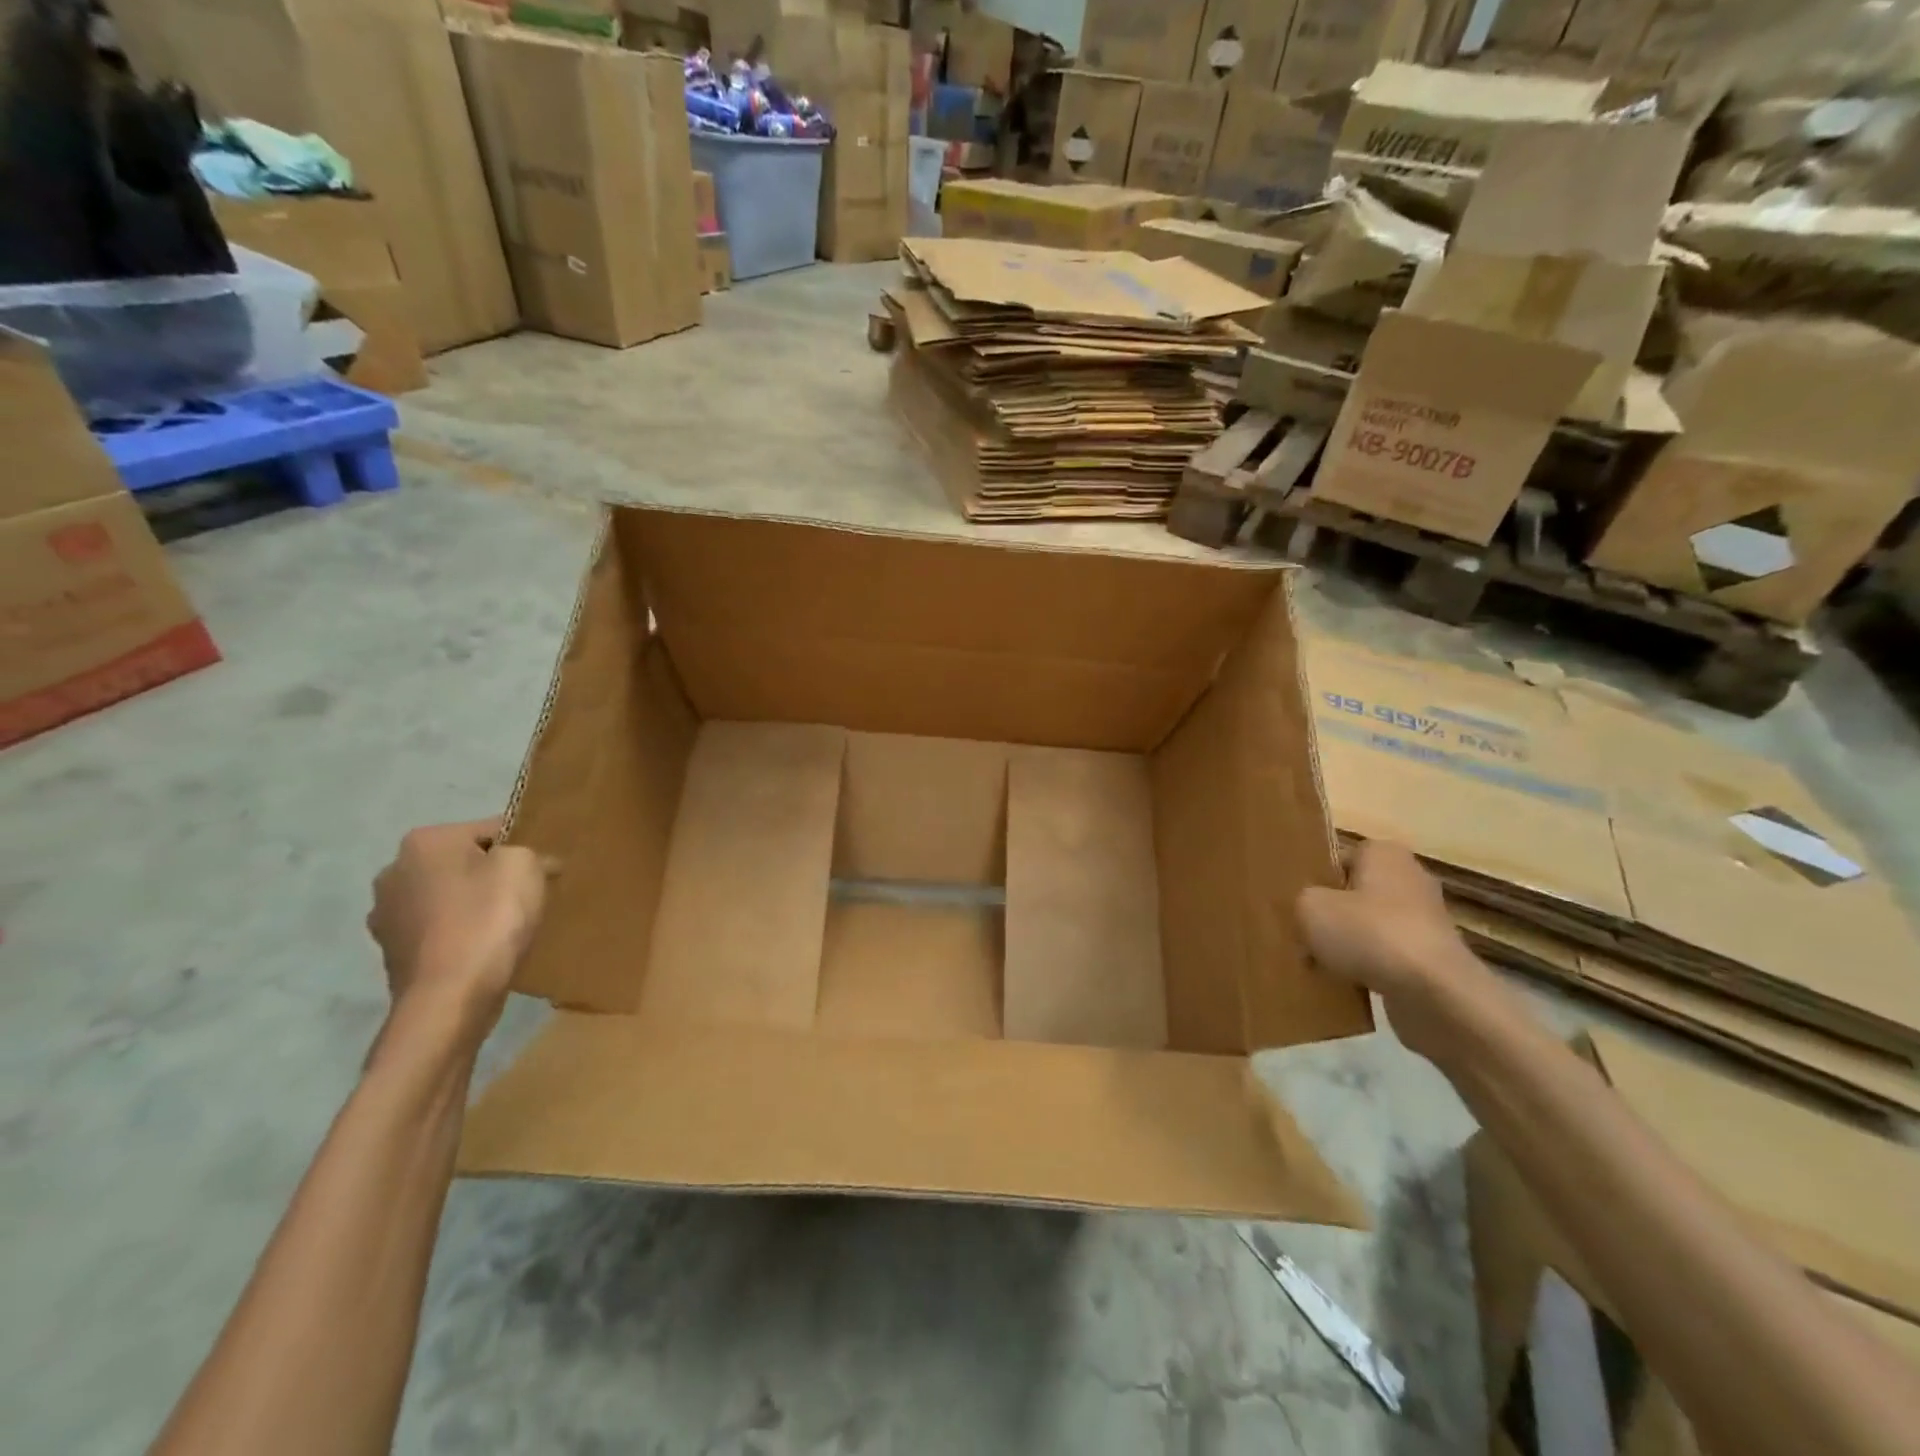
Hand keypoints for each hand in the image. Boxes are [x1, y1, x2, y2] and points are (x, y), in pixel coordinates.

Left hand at [366, 818, 549, 1036]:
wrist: (450, 997)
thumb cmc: (488, 919)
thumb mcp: (525, 867)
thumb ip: (531, 852)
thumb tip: (536, 863)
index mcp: (424, 841)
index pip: (489, 830)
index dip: (522, 847)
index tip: (542, 870)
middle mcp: (394, 871)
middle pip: (463, 863)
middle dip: (492, 876)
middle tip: (527, 896)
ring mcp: (386, 915)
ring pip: (448, 897)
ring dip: (473, 905)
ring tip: (506, 927)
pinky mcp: (392, 952)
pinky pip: (438, 930)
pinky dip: (460, 933)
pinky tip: (483, 949)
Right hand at [1297, 840, 1498, 1063]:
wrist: (1435, 995)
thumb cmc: (1369, 934)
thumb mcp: (1309, 907)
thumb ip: (1301, 901)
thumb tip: (1309, 914)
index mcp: (1384, 853)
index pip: (1338, 858)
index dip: (1314, 880)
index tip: (1295, 903)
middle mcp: (1410, 879)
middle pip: (1353, 894)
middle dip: (1330, 915)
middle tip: (1300, 933)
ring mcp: (1426, 921)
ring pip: (1368, 928)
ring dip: (1346, 945)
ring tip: (1317, 964)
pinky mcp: (1432, 959)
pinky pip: (1385, 958)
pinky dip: (1367, 969)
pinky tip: (1343, 984)